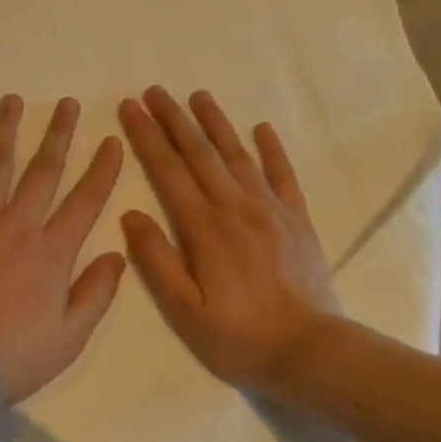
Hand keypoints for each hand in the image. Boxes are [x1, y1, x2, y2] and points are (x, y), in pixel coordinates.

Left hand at [0, 95, 127, 401]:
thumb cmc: (13, 357)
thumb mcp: (71, 336)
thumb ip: (97, 292)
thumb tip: (118, 253)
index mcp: (52, 252)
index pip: (86, 200)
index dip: (102, 168)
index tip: (111, 140)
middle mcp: (17, 225)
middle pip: (43, 171)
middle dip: (59, 134)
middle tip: (67, 103)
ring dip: (5, 130)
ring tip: (12, 100)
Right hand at [118, 87, 341, 392]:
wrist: (311, 350)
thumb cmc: (238, 336)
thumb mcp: (184, 309)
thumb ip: (157, 260)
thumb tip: (131, 215)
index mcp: (204, 227)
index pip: (168, 170)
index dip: (146, 137)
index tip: (129, 108)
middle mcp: (235, 207)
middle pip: (200, 153)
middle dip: (174, 119)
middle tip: (154, 91)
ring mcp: (270, 210)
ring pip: (238, 155)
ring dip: (216, 123)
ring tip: (199, 95)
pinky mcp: (297, 220)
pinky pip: (283, 175)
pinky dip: (272, 150)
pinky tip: (263, 129)